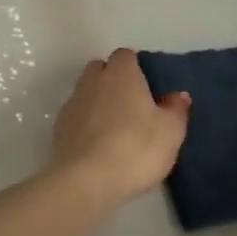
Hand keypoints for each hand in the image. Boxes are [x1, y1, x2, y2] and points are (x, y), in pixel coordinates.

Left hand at [50, 49, 190, 202]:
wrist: (87, 180)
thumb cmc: (136, 148)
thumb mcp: (170, 131)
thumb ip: (175, 109)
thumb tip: (177, 95)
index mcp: (121, 75)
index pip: (125, 56)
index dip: (135, 68)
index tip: (147, 88)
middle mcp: (92, 82)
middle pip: (100, 69)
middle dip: (112, 80)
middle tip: (131, 106)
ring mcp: (72, 103)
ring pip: (85, 92)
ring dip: (98, 102)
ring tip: (115, 128)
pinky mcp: (59, 127)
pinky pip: (75, 116)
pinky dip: (85, 123)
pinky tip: (97, 145)